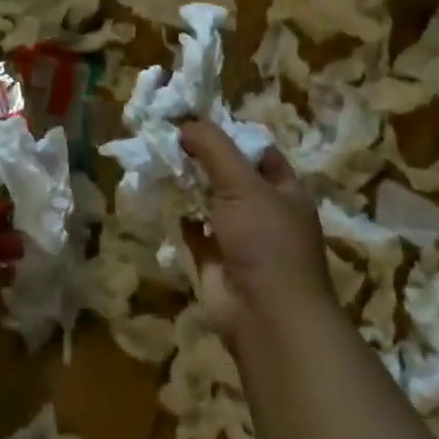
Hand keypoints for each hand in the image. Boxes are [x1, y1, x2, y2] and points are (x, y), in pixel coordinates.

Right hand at [179, 118, 332, 344]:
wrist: (266, 317)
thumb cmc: (265, 241)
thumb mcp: (242, 183)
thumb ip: (213, 148)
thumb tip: (184, 124)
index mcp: (283, 191)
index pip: (256, 152)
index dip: (229, 135)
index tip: (194, 120)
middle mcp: (262, 211)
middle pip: (227, 174)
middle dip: (199, 158)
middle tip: (165, 136)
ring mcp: (238, 237)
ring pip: (207, 200)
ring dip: (185, 184)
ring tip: (154, 159)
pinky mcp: (214, 260)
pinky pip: (191, 228)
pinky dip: (176, 214)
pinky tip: (157, 195)